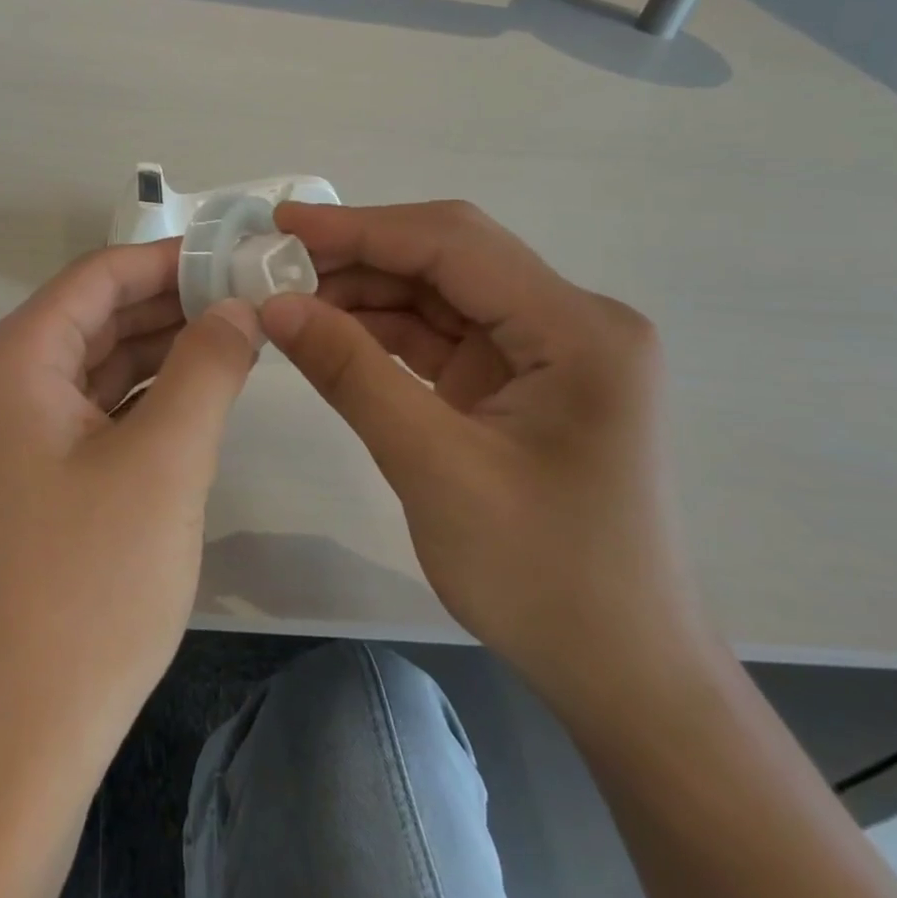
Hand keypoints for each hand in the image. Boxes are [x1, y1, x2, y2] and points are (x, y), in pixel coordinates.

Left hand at [0, 239, 260, 798]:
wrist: (10, 740)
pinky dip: (143, 396)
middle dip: (174, 303)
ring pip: (97, 363)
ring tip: (241, 336)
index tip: (240, 256)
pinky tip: (199, 394)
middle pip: (96, 315)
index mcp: (12, 358)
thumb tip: (238, 307)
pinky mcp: (27, 475)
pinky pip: (91, 409)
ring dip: (163, 349)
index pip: (100, 276)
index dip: (172, 259)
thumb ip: (206, 367)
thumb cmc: (86, 590)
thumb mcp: (164, 463)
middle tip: (255, 297)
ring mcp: (8, 432)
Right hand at [259, 201, 710, 717]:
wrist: (622, 674)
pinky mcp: (520, 380)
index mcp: (577, 330)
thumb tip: (275, 304)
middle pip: (448, 259)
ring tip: (290, 300)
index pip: (454, 244)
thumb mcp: (434, 468)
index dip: (362, 227)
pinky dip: (384, 331)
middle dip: (359, 256)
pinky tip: (330, 334)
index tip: (282, 223)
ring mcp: (546, 350)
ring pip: (439, 293)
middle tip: (275, 264)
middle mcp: (572, 322)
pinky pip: (442, 334)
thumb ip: (352, 373)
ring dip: (365, 293)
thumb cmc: (545, 578)